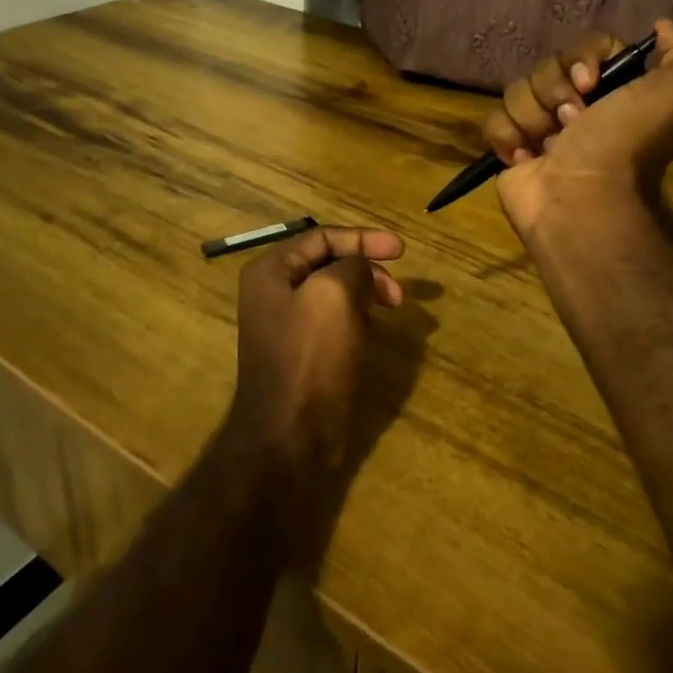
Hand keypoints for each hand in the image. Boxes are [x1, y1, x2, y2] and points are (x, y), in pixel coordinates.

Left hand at [226, 225, 405, 498]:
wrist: (289, 435)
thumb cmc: (310, 357)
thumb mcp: (335, 294)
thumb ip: (352, 266)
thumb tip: (361, 270)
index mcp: (271, 270)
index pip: (323, 237)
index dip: (364, 238)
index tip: (402, 251)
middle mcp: (272, 292)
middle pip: (328, 262)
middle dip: (367, 269)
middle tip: (398, 293)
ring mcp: (285, 324)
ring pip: (334, 292)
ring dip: (365, 293)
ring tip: (389, 310)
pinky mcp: (301, 352)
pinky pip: (333, 320)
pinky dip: (357, 317)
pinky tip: (371, 331)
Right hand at [483, 20, 672, 241]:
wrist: (581, 202)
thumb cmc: (623, 146)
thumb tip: (664, 27)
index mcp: (615, 91)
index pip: (586, 46)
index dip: (583, 58)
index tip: (590, 83)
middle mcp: (579, 107)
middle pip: (548, 67)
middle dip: (555, 91)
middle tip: (572, 123)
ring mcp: (541, 128)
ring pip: (517, 91)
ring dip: (532, 117)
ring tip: (549, 147)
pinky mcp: (511, 149)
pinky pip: (494, 120)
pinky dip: (507, 137)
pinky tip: (526, 158)